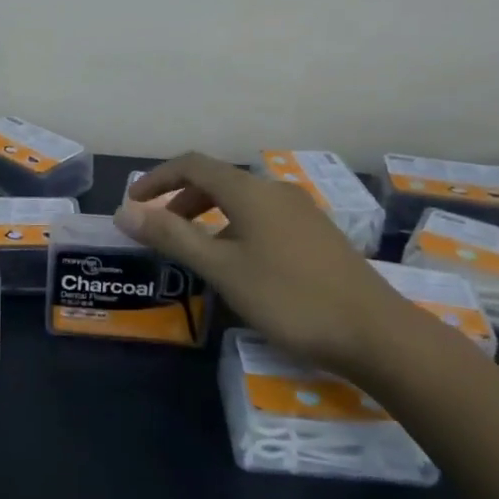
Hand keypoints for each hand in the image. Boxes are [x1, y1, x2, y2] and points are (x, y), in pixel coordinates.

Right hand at [118, 153, 415, 374]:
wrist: (375, 333)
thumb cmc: (290, 298)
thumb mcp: (222, 268)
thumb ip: (172, 237)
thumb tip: (124, 212)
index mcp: (250, 191)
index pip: (192, 165)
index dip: (157, 178)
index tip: (132, 204)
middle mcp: (275, 191)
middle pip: (217, 180)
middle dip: (180, 199)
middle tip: (158, 230)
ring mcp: (300, 212)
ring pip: (240, 201)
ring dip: (206, 216)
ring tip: (192, 250)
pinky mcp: (316, 235)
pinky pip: (261, 218)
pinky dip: (233, 228)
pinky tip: (236, 264)